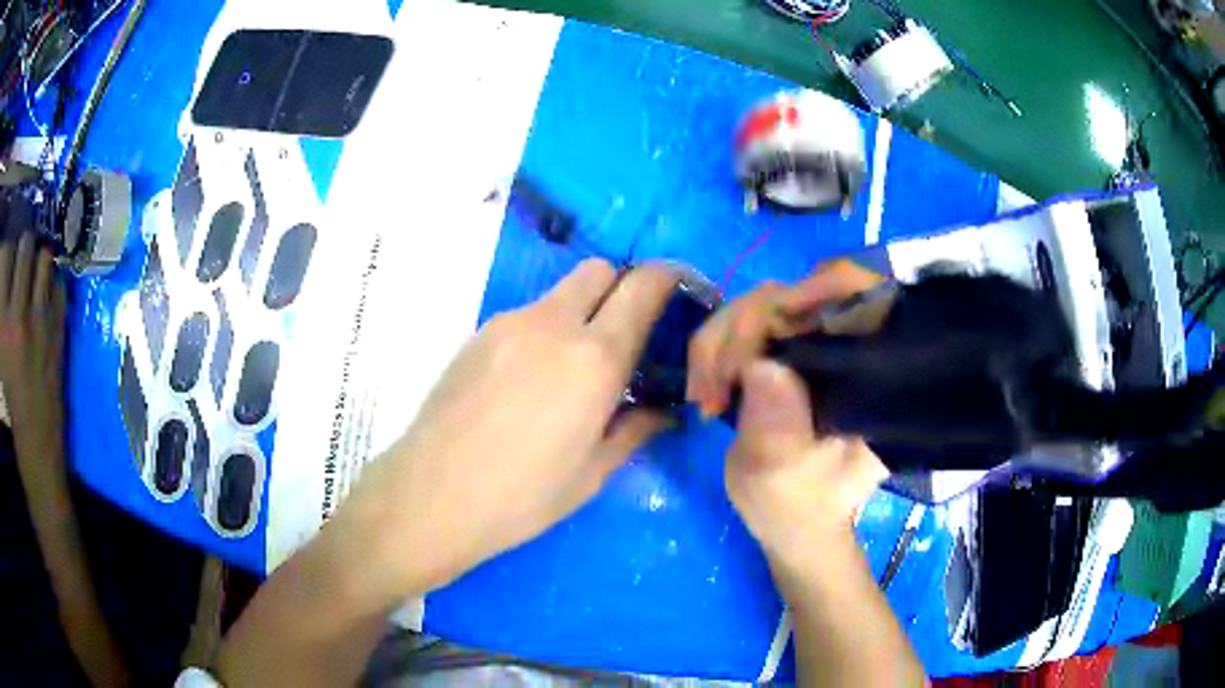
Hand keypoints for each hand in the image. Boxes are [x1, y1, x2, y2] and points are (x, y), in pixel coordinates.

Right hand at [0, 232, 65, 442]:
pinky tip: (48, 292)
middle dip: (27, 241)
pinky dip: (54, 281)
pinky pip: (59, 283)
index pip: (7, 254)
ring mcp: (40, 319)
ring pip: (44, 257)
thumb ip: (2, 306)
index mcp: (3, 321)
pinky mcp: (58, 328)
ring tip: (37, 269)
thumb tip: (7, 266)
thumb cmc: (11, 391)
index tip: (14, 235)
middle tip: (26, 248)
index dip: (11, 239)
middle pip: (26, 245)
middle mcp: (19, 313)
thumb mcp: (1, 348)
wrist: (35, 431)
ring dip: (41, 257)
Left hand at [334, 259, 677, 599]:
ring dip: (580, 311)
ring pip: (560, 293)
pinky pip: (526, 316)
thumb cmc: (522, 497)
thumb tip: (665, 413)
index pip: (643, 288)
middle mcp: (554, 324)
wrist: (432, 495)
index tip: (677, 291)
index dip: (667, 278)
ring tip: (571, 367)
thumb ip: (634, 430)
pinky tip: (528, 380)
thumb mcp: (592, 473)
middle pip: (600, 271)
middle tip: (624, 334)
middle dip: (622, 288)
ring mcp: (509, 324)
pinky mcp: (477, 334)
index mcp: (595, 359)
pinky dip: (544, 330)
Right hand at [686, 260, 886, 558]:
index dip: (819, 287)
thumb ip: (777, 429)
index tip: (771, 323)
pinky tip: (705, 390)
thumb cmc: (801, 510)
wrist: (792, 525)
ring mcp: (814, 345)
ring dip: (718, 343)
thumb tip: (761, 365)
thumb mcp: (786, 480)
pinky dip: (713, 350)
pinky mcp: (783, 352)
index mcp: (874, 373)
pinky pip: (740, 325)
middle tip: (714, 387)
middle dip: (744, 330)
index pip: (861, 295)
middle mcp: (849, 347)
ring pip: (760, 305)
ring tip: (705, 398)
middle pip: (797, 293)